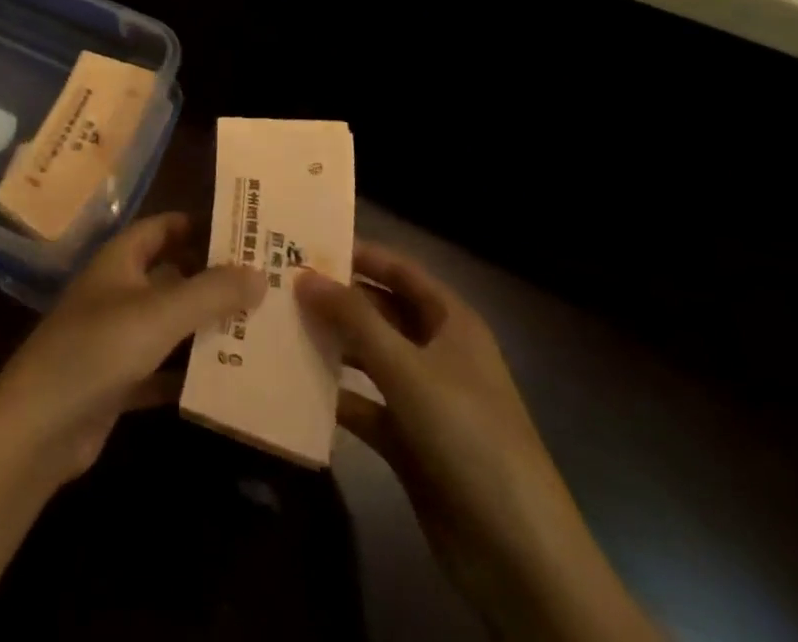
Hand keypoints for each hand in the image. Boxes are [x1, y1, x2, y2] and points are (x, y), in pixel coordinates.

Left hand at [0, 212, 265, 485]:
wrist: (38, 427)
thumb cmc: (98, 349)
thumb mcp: (160, 314)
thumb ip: (210, 292)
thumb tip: (260, 272)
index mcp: (120, 260)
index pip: (163, 227)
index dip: (199, 224)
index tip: (244, 230)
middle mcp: (118, 291)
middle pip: (171, 275)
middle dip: (211, 278)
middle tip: (264, 281)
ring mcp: (115, 338)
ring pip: (169, 323)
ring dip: (205, 326)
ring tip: (258, 327)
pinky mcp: (117, 381)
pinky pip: (161, 369)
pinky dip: (188, 372)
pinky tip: (227, 380)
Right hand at [298, 245, 662, 641]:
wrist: (516, 553)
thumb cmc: (467, 435)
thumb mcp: (407, 368)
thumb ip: (353, 318)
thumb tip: (304, 274)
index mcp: (451, 322)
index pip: (399, 270)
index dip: (358, 254)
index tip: (307, 243)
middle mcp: (438, 352)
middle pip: (380, 311)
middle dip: (336, 299)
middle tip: (280, 284)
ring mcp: (424, 398)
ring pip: (369, 357)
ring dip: (332, 345)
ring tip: (280, 326)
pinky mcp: (410, 442)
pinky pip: (366, 405)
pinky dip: (337, 395)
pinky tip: (297, 386)